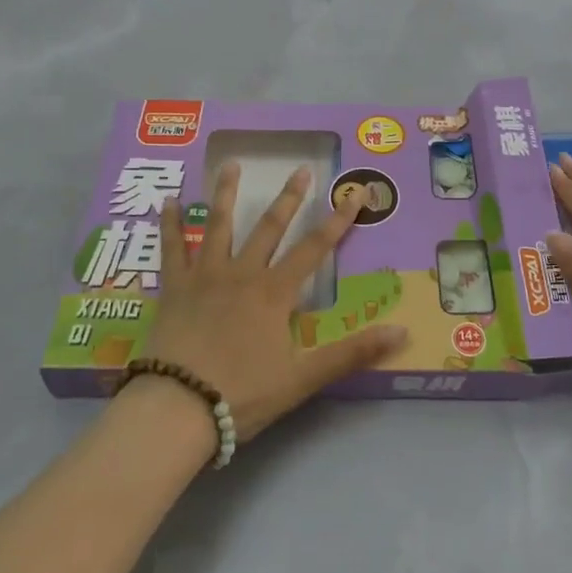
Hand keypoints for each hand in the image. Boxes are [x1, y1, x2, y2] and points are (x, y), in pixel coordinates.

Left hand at [146, 162, 406, 442]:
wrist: (177, 408)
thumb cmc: (242, 394)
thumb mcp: (303, 378)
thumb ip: (352, 353)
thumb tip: (402, 331)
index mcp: (274, 293)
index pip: (315, 249)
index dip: (338, 221)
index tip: (354, 193)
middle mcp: (242, 273)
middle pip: (268, 228)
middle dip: (288, 198)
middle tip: (300, 169)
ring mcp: (204, 276)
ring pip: (218, 225)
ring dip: (226, 193)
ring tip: (231, 164)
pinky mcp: (173, 288)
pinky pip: (171, 248)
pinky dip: (170, 223)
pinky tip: (168, 200)